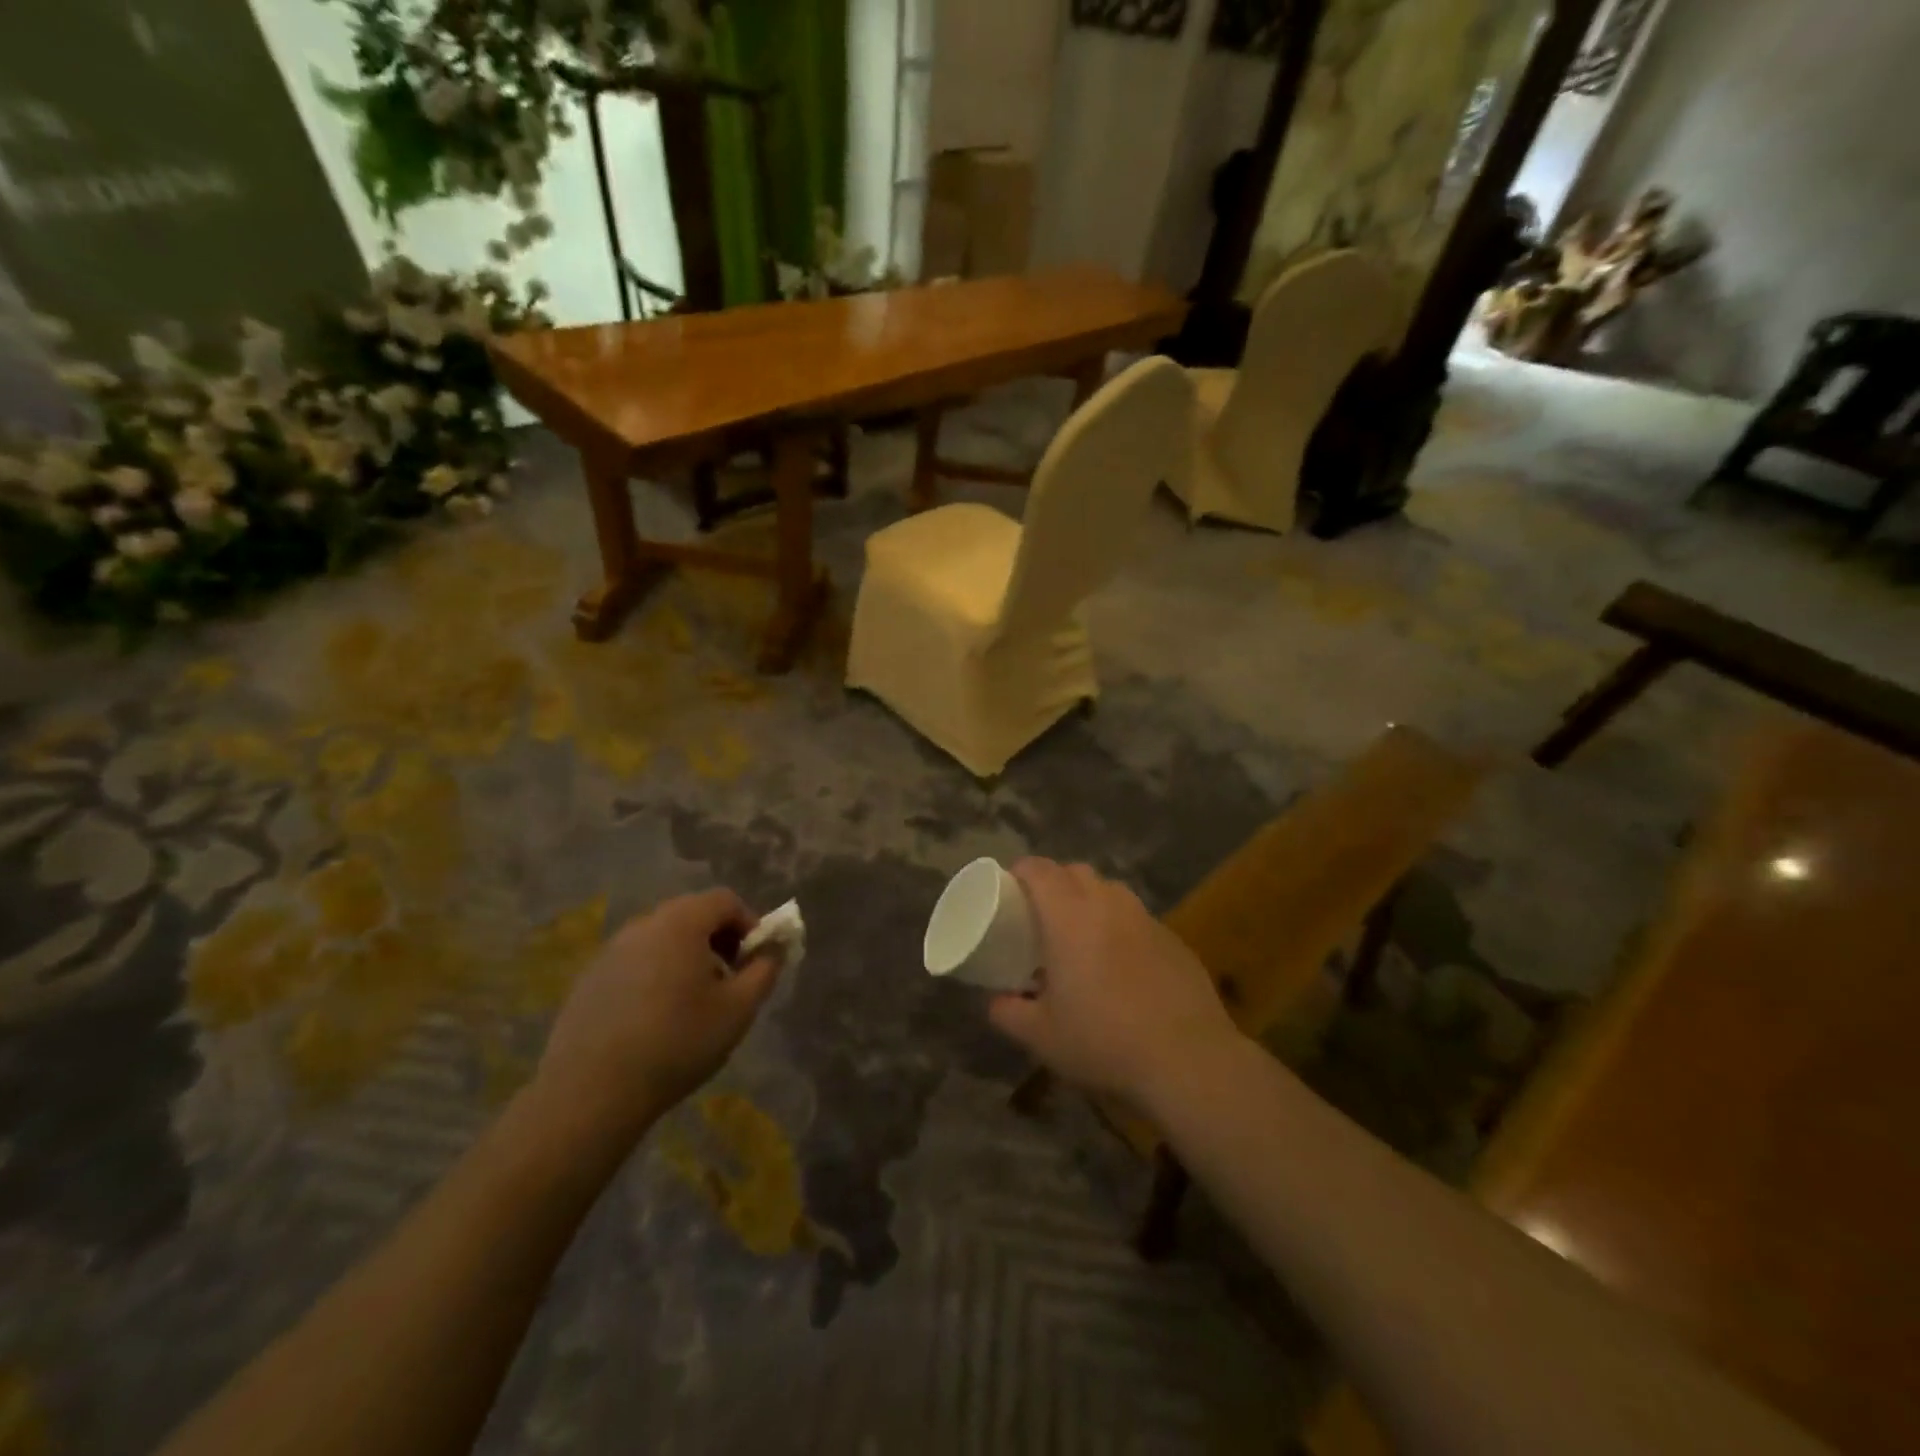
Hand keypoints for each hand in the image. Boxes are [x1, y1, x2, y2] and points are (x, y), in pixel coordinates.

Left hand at [534, 889, 784, 1145]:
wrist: (591, 1092)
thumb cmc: (677, 1043)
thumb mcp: (738, 1009)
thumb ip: (764, 970)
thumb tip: (773, 949)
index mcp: (681, 923)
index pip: (724, 900)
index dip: (749, 923)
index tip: (756, 960)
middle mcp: (643, 925)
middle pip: (692, 914)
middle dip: (719, 939)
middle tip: (730, 979)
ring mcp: (610, 951)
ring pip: (662, 939)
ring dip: (687, 957)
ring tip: (695, 1002)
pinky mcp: (588, 979)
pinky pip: (635, 962)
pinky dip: (656, 974)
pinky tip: (656, 1019)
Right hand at [988, 859, 1239, 1108]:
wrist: (1188, 1059)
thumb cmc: (1104, 1041)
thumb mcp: (1041, 1036)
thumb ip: (1008, 1013)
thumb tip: (996, 1002)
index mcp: (1069, 917)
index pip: (1040, 869)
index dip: (1021, 872)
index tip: (1009, 890)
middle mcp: (1108, 905)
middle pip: (1076, 871)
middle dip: (1055, 882)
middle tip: (1042, 916)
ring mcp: (1146, 919)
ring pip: (1110, 890)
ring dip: (1090, 901)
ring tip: (1082, 937)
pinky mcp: (1174, 939)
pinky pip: (1137, 918)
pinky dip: (1120, 927)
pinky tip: (1121, 965)